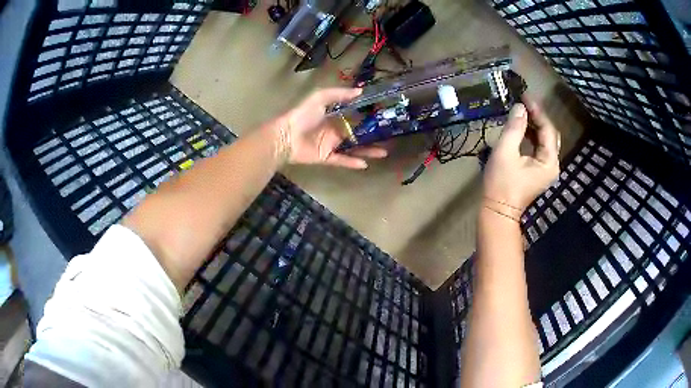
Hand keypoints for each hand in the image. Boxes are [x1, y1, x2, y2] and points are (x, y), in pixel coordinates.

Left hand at [277, 88, 387, 168]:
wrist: (285, 136)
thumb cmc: (302, 115)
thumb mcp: (319, 97)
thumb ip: (339, 94)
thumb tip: (360, 91)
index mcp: (334, 115)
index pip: (355, 115)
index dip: (368, 115)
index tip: (384, 115)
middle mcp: (335, 130)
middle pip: (358, 133)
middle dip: (373, 134)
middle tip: (390, 135)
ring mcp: (331, 144)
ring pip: (354, 148)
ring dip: (368, 150)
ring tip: (384, 151)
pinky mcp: (326, 157)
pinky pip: (342, 160)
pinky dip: (353, 162)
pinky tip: (365, 164)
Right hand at [483, 98, 560, 211]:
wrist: (498, 211)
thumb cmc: (501, 183)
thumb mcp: (505, 152)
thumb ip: (514, 128)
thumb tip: (520, 107)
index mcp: (549, 161)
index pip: (547, 130)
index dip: (537, 111)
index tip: (524, 96)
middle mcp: (552, 164)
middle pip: (549, 134)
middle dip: (537, 117)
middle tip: (523, 103)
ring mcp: (546, 169)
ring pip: (544, 141)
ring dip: (534, 126)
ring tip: (521, 112)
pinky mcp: (539, 171)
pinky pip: (539, 148)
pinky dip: (532, 136)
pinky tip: (521, 128)